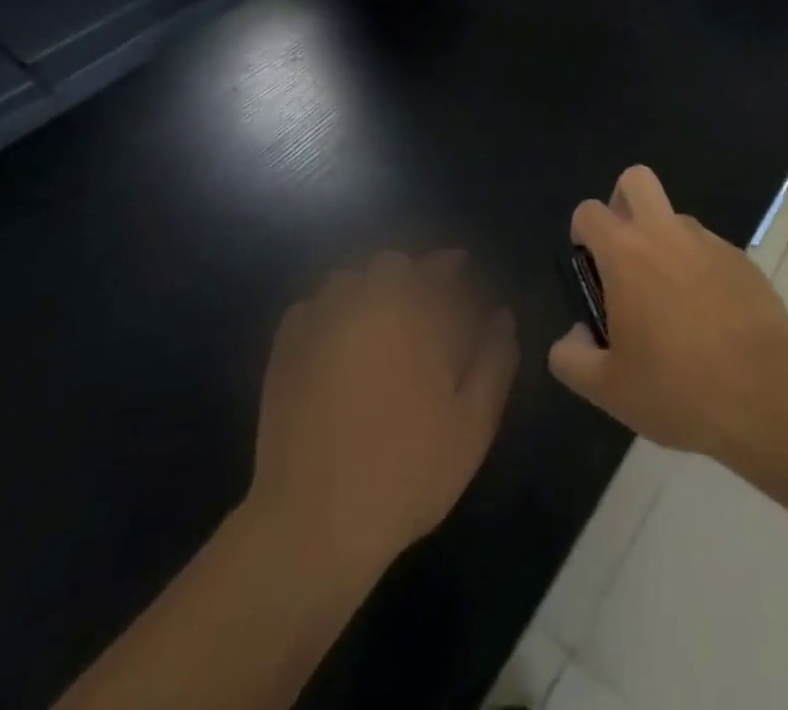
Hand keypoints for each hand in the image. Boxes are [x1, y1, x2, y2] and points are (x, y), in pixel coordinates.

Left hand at [248, 251, 518, 572]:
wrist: (314, 524)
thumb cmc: (407, 470)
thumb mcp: (473, 422)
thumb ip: (495, 359)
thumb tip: (502, 316)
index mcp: (416, 315)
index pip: (440, 267)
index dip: (454, 265)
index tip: (464, 273)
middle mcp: (367, 304)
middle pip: (392, 264)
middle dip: (412, 275)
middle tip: (424, 307)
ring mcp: (320, 324)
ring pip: (348, 278)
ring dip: (369, 288)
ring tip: (380, 320)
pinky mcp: (285, 351)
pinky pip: (310, 307)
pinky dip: (329, 311)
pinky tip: (337, 340)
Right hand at [548, 167, 787, 456]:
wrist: (762, 390)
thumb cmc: (676, 387)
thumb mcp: (608, 389)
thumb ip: (573, 358)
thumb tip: (573, 335)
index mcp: (625, 254)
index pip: (589, 211)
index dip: (583, 233)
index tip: (590, 269)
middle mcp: (665, 233)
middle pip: (636, 180)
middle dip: (623, 202)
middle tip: (625, 254)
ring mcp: (709, 242)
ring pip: (676, 218)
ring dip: (665, 242)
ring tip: (671, 302)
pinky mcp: (741, 259)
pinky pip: (709, 250)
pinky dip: (700, 269)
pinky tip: (709, 318)